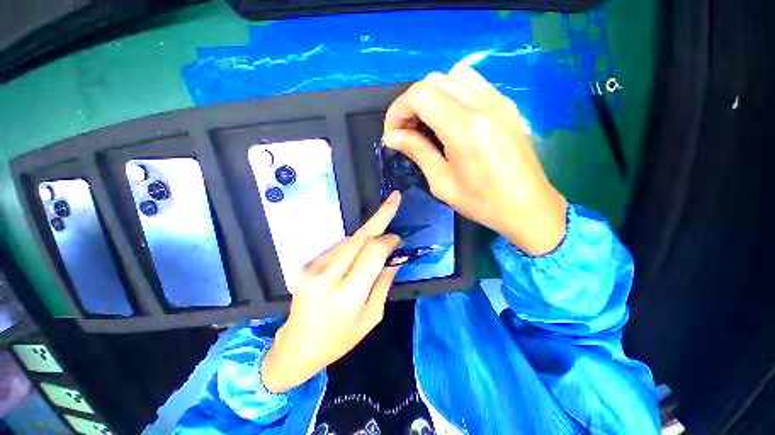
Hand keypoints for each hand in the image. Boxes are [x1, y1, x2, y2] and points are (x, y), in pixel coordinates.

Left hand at [261, 192, 404, 392]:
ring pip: (350, 239)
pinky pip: (339, 246)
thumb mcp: (371, 317)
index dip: (389, 240)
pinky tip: (357, 256)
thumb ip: (384, 282)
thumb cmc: (340, 339)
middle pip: (360, 237)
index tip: (399, 240)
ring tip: (378, 244)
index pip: (373, 252)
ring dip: (368, 236)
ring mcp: (313, 268)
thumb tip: (395, 257)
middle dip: (380, 216)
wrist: (298, 346)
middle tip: (394, 200)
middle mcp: (327, 277)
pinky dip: (354, 245)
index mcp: (347, 296)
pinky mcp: (307, 264)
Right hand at [382, 64, 566, 255]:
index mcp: (464, 128)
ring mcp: (499, 101)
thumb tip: (391, 136)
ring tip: (427, 123)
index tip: (392, 133)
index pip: (419, 96)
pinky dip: (452, 94)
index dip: (397, 111)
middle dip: (411, 103)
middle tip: (406, 131)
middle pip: (433, 81)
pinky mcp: (507, 105)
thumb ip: (417, 151)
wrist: (528, 207)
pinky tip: (451, 119)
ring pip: (453, 76)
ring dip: (432, 96)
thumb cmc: (482, 202)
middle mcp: (483, 105)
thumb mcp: (442, 183)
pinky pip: (473, 84)